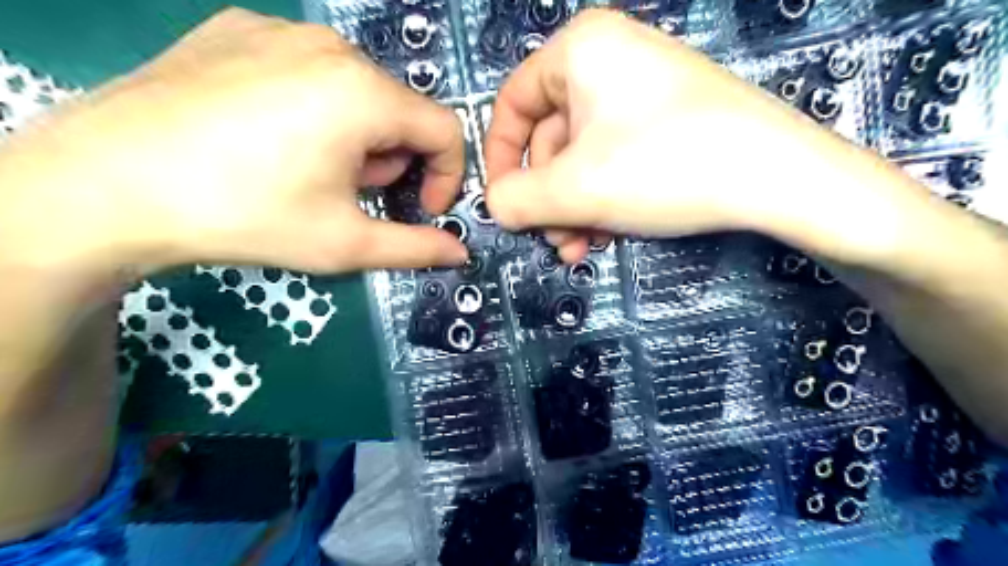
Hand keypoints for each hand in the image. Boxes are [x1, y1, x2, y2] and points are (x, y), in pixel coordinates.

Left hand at [0, 6, 468, 275]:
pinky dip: (313, 107)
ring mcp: (278, 29)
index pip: (445, 129)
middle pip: (399, 109)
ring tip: (310, 168)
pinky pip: (307, 69)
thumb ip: (415, 247)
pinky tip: (269, 137)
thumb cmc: (246, 216)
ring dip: (357, 135)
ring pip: (356, 88)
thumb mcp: (345, 243)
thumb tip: (459, 253)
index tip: (421, 208)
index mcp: (364, 94)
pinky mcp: (236, 29)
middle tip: (352, 195)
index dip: (446, 175)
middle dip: (392, 160)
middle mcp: (330, 47)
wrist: (106, 186)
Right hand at [480, 9, 904, 261]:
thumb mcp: (575, 189)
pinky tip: (606, 234)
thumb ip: (517, 199)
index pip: (512, 104)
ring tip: (579, 247)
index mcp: (579, 51)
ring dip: (572, 208)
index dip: (501, 159)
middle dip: (546, 198)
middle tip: (552, 240)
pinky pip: (613, 159)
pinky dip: (601, 199)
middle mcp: (607, 60)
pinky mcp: (664, 121)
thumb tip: (494, 206)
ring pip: (581, 157)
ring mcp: (640, 91)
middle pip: (550, 138)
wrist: (777, 178)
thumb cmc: (663, 167)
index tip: (503, 203)